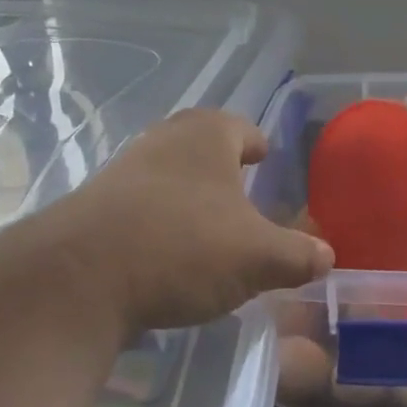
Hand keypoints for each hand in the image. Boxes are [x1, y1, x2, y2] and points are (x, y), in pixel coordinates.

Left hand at [11, 109, 333, 333]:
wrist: (80, 278)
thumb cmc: (184, 248)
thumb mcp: (259, 258)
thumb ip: (298, 256)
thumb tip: (326, 256)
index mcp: (207, 137)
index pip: (241, 128)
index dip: (257, 142)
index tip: (265, 156)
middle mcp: (162, 142)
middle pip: (199, 145)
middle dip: (221, 167)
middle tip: (242, 190)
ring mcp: (122, 172)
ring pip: (168, 175)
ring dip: (188, 195)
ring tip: (209, 225)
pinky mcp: (94, 208)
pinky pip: (140, 207)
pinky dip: (159, 222)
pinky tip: (168, 253)